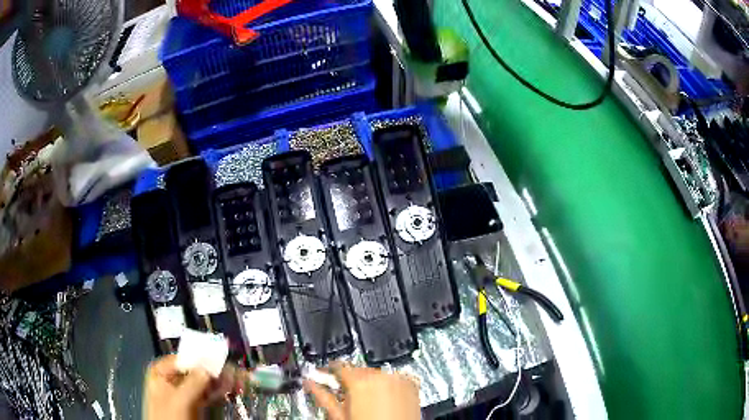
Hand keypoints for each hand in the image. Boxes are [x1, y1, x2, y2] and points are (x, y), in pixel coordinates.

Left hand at [143, 355, 236, 419]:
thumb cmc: (169, 417)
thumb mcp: (180, 400)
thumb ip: (193, 382)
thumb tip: (209, 367)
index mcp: (161, 371)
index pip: (184, 359)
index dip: (202, 359)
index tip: (221, 360)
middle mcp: (171, 378)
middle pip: (195, 370)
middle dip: (214, 371)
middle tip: (233, 371)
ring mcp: (182, 392)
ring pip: (203, 382)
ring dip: (219, 381)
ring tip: (236, 379)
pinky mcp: (192, 404)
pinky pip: (206, 393)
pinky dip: (217, 391)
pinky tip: (228, 388)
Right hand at [304, 363, 420, 419]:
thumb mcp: (340, 415)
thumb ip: (322, 396)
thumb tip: (309, 383)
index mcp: (360, 380)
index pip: (338, 365)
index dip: (328, 370)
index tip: (323, 374)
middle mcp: (381, 375)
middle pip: (357, 369)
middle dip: (349, 380)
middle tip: (344, 395)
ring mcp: (399, 378)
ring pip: (376, 373)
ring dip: (368, 382)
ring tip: (365, 401)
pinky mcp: (412, 384)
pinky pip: (393, 378)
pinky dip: (386, 385)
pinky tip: (382, 400)